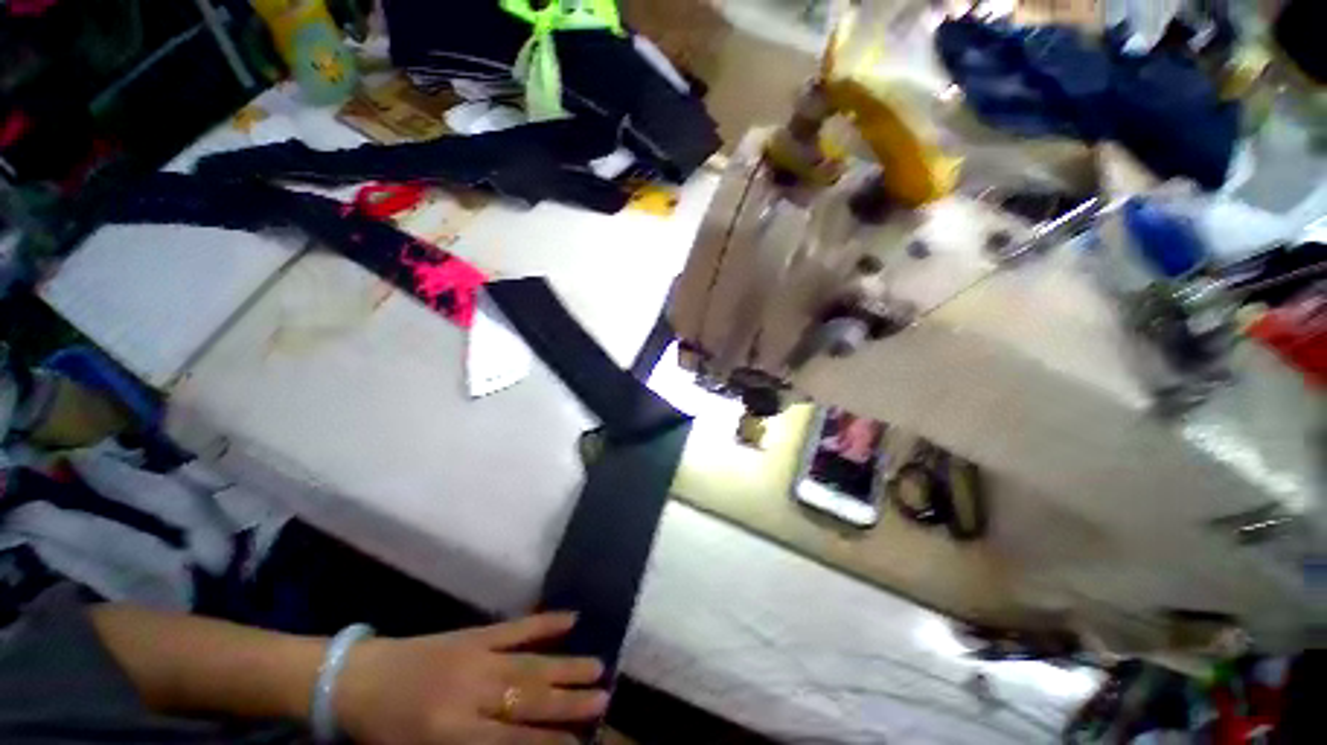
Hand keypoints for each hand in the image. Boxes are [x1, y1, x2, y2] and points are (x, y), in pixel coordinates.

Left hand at [334, 613, 607, 744]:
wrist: (356, 679)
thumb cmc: (385, 729)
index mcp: (450, 732)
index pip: (513, 740)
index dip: (549, 741)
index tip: (581, 742)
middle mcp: (470, 692)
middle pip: (527, 698)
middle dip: (568, 702)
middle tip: (603, 699)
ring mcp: (475, 655)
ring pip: (529, 663)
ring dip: (565, 666)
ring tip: (597, 667)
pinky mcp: (474, 633)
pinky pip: (515, 628)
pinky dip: (545, 624)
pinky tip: (571, 619)